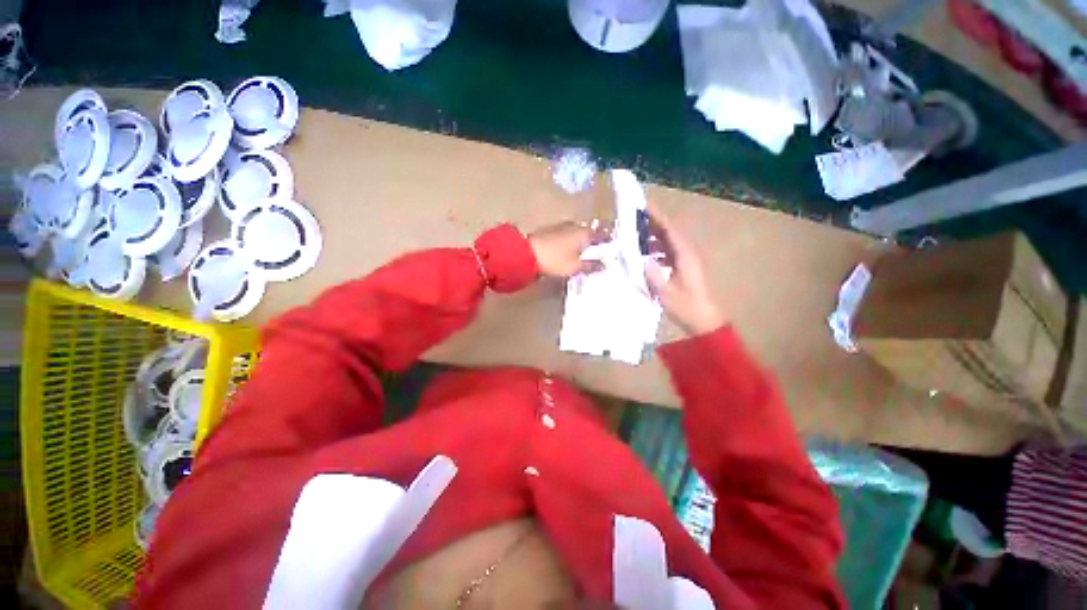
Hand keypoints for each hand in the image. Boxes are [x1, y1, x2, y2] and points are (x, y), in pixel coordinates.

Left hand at [529, 221, 602, 278]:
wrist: (526, 253)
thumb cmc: (555, 260)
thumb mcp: (575, 267)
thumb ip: (591, 265)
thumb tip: (604, 264)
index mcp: (583, 233)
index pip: (601, 233)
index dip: (608, 237)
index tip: (613, 241)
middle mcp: (574, 226)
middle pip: (589, 230)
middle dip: (595, 237)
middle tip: (601, 245)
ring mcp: (561, 227)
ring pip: (578, 231)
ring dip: (583, 238)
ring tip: (587, 247)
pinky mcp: (551, 231)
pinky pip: (568, 233)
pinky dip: (573, 239)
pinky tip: (571, 246)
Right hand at [643, 204, 725, 335]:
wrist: (704, 321)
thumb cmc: (686, 307)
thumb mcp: (666, 293)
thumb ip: (653, 275)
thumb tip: (642, 259)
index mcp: (685, 256)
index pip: (670, 230)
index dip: (658, 217)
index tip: (645, 206)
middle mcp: (687, 254)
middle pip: (670, 233)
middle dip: (653, 223)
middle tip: (635, 217)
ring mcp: (687, 261)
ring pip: (669, 243)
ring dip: (654, 237)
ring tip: (636, 236)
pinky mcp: (684, 269)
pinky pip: (669, 253)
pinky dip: (657, 250)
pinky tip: (646, 255)